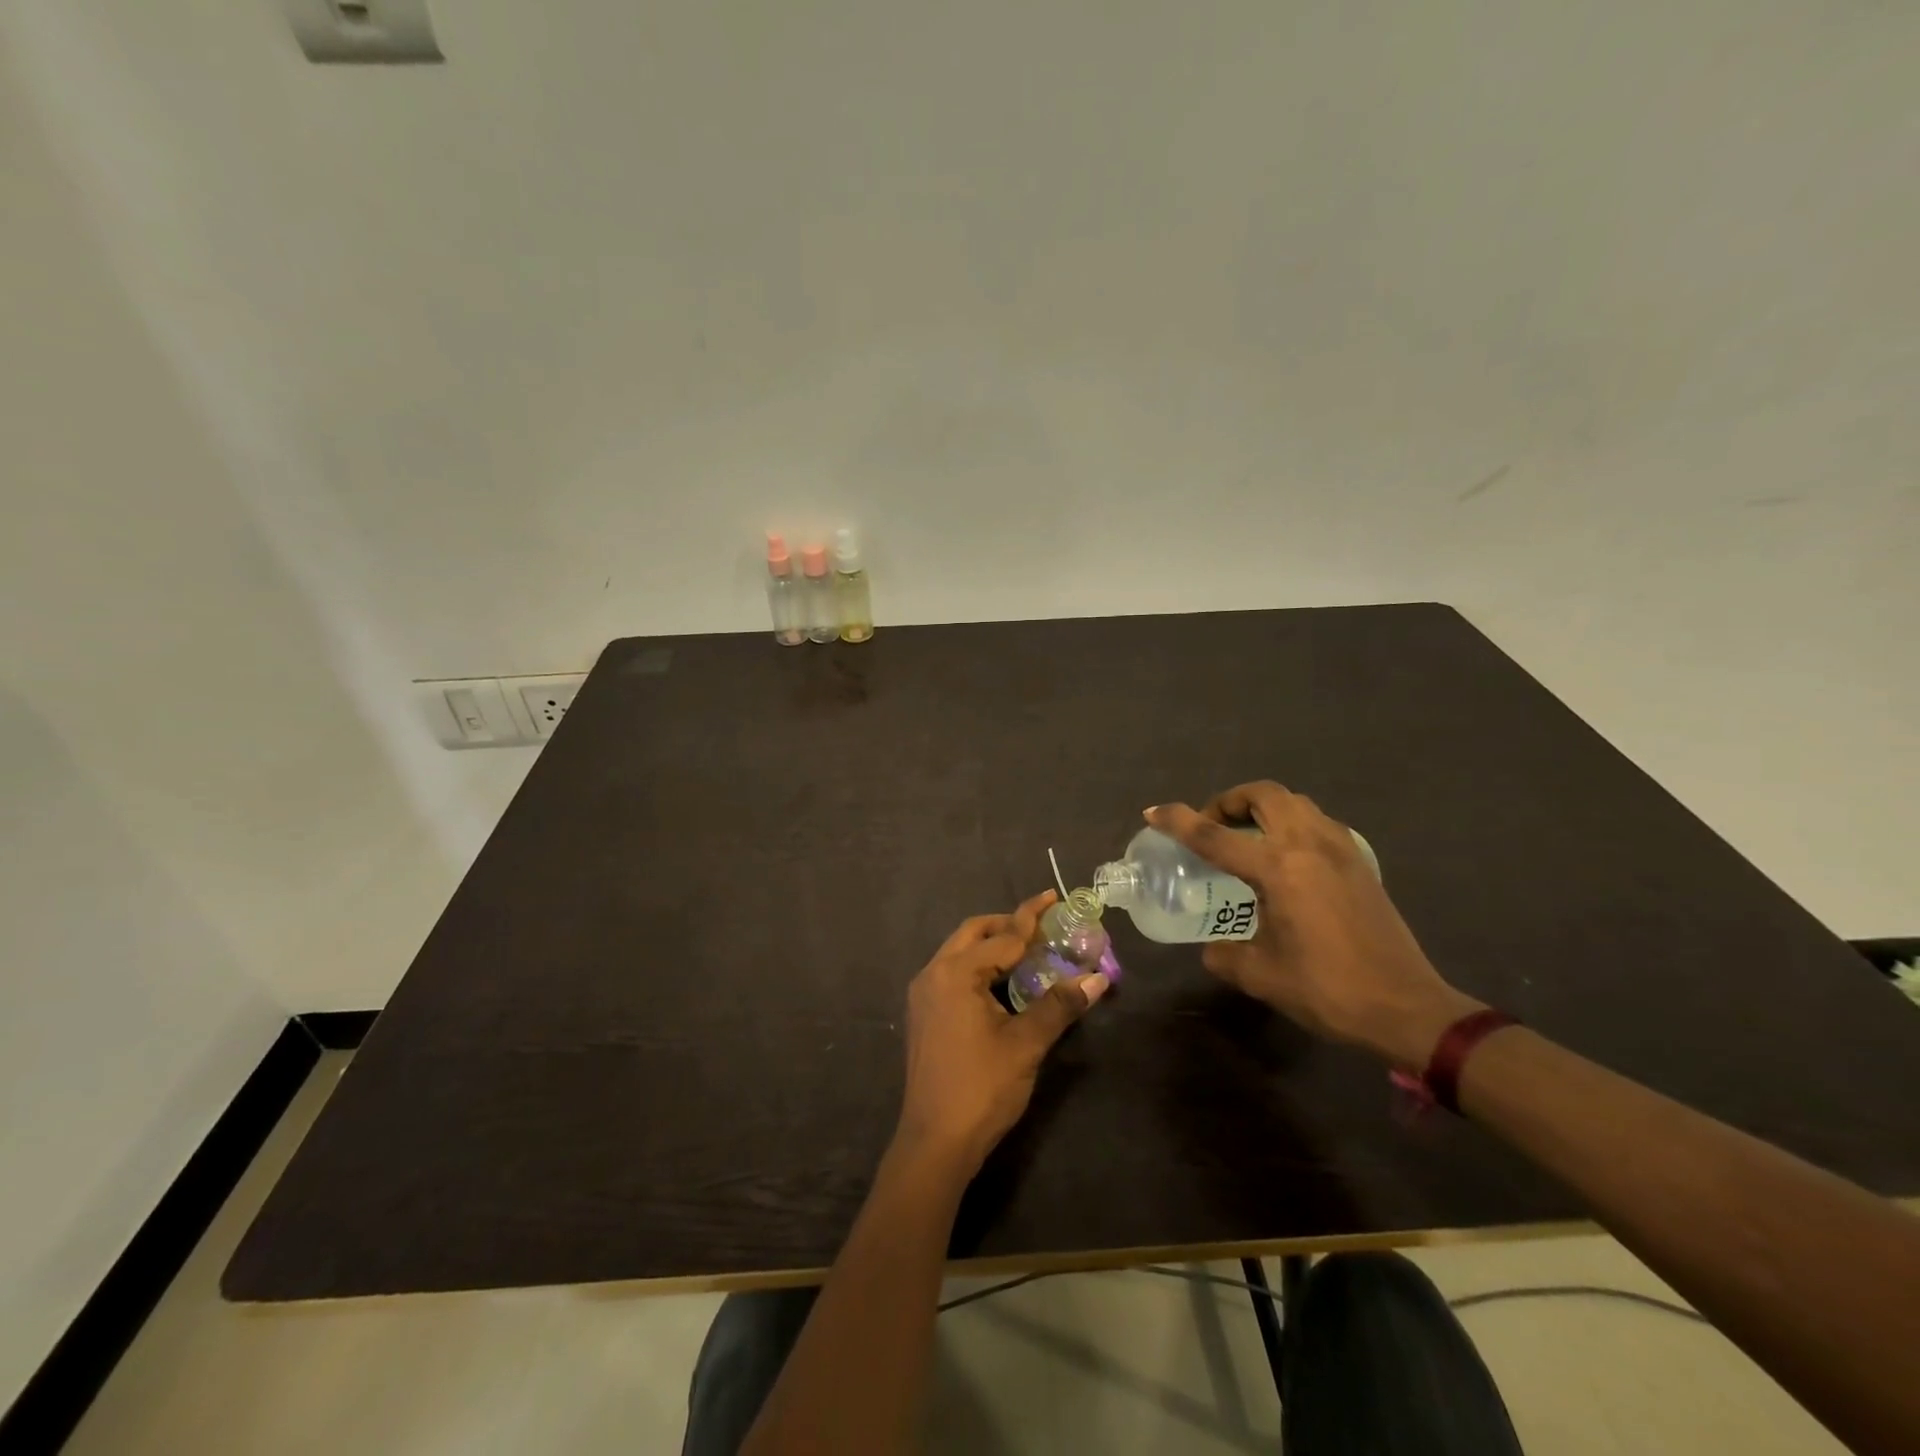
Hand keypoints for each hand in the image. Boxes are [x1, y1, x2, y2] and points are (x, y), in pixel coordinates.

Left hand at [895, 890, 1111, 1173]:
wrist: (935, 1142)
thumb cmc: (982, 1088)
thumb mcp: (1026, 1044)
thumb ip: (1059, 1006)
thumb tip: (1097, 977)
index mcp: (955, 973)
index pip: (1002, 936)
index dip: (1031, 917)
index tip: (1052, 896)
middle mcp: (933, 974)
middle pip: (972, 933)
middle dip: (1006, 925)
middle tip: (1041, 927)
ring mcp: (923, 995)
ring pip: (959, 953)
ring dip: (991, 946)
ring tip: (1027, 952)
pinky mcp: (923, 1015)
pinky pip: (952, 974)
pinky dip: (977, 967)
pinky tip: (1001, 985)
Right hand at [1147, 784, 1481, 1068]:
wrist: (1407, 1008)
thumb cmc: (1328, 990)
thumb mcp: (1261, 976)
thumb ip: (1225, 954)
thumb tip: (1214, 947)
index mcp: (1279, 869)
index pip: (1215, 835)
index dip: (1178, 821)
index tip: (1153, 812)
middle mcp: (1309, 846)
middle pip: (1265, 795)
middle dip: (1230, 800)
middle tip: (1213, 825)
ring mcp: (1341, 850)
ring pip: (1296, 803)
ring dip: (1264, 808)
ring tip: (1246, 838)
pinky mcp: (1360, 864)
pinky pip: (1318, 823)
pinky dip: (1292, 824)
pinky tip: (1286, 859)